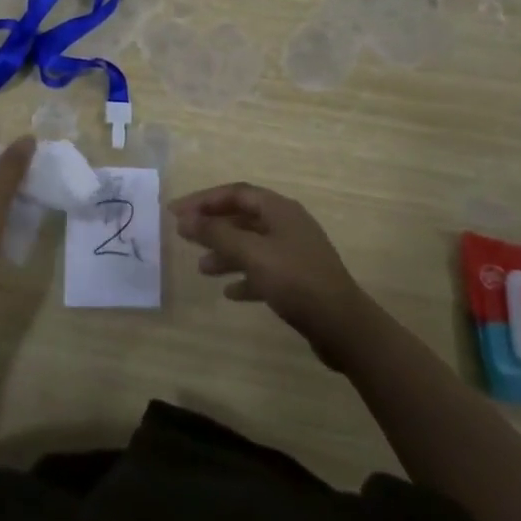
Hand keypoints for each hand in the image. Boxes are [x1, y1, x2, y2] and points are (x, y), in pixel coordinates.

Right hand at [172, 182, 380, 368]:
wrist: (344, 327)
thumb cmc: (296, 281)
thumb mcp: (252, 254)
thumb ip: (217, 234)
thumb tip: (186, 218)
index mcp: (279, 209)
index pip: (235, 193)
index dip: (204, 200)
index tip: (176, 212)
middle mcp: (287, 224)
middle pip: (243, 216)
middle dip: (213, 225)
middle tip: (184, 236)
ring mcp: (295, 252)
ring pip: (251, 244)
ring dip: (225, 252)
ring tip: (202, 269)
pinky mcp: (299, 279)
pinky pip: (264, 269)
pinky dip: (244, 276)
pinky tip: (229, 292)